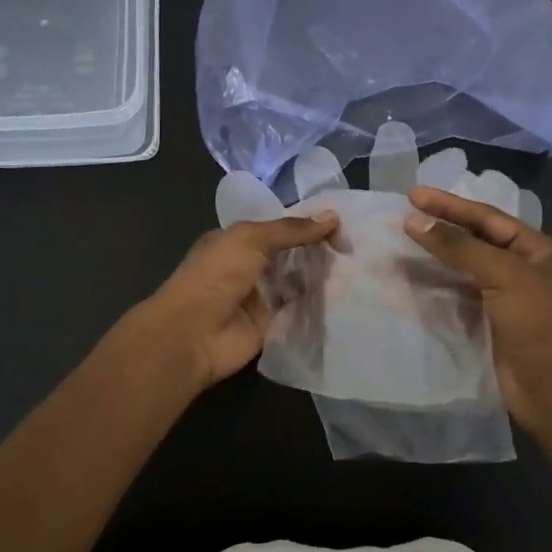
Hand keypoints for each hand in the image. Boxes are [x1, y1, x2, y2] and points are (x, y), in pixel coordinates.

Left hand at [131, 214, 339, 396]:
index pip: (279, 227)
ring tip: (359, 266)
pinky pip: (299, 311)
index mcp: (237, 241)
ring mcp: (260, 297)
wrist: (192, 334)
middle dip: (319, 250)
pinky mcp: (271, 326)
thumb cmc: (216, 275)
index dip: (308, 224)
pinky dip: (319, 304)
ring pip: (298, 282)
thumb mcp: (251, 239)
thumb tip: (332, 217)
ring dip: (322, 276)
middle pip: (291, 254)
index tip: (343, 224)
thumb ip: (291, 230)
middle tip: (357, 246)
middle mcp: (249, 266)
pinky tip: (347, 294)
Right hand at [404, 185, 551, 434]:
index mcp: (539, 250)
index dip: (450, 205)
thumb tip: (414, 221)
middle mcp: (524, 269)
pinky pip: (458, 295)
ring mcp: (507, 298)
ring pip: (464, 268)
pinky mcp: (490, 323)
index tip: (413, 195)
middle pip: (476, 240)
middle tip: (403, 216)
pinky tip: (412, 279)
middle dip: (441, 227)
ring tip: (401, 244)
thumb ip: (459, 246)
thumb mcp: (504, 276)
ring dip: (434, 256)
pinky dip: (435, 285)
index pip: (488, 218)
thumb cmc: (540, 326)